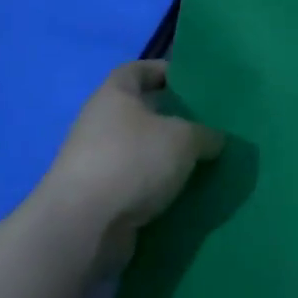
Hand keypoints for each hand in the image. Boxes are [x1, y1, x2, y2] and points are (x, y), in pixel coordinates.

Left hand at [42, 61, 222, 271]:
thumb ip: (205, 134)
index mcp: (114, 95)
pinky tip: (184, 193)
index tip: (191, 81)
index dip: (163, 71)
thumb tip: (214, 140)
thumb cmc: (132, 161)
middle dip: (172, 118)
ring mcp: (96, 162)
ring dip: (166, 156)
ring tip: (202, 161)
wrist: (83, 227)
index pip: (138, 70)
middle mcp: (100, 123)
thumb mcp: (184, 138)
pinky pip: (136, 184)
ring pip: (140, 151)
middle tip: (206, 124)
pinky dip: (157, 187)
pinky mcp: (99, 198)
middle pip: (140, 112)